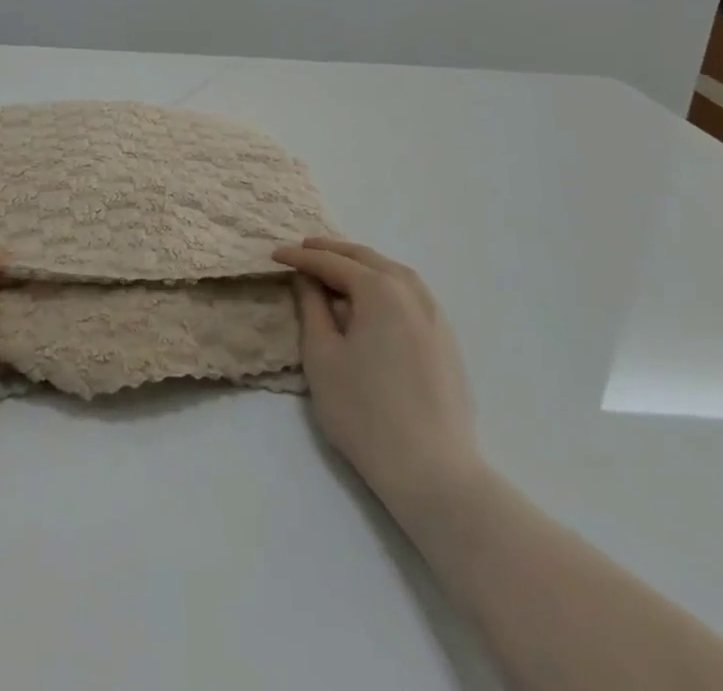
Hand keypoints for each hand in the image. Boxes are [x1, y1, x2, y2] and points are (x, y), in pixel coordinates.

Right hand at [272, 237, 479, 504]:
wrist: (433, 473)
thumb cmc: (365, 413)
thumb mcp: (322, 357)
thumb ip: (312, 308)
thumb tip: (307, 279)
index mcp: (381, 290)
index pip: (333, 263)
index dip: (301, 258)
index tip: (275, 255)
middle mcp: (412, 293)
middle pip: (367, 259)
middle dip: (333, 251)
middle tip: (303, 249)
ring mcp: (436, 316)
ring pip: (394, 273)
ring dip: (362, 264)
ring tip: (336, 268)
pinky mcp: (447, 341)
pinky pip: (411, 294)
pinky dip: (386, 283)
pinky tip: (374, 300)